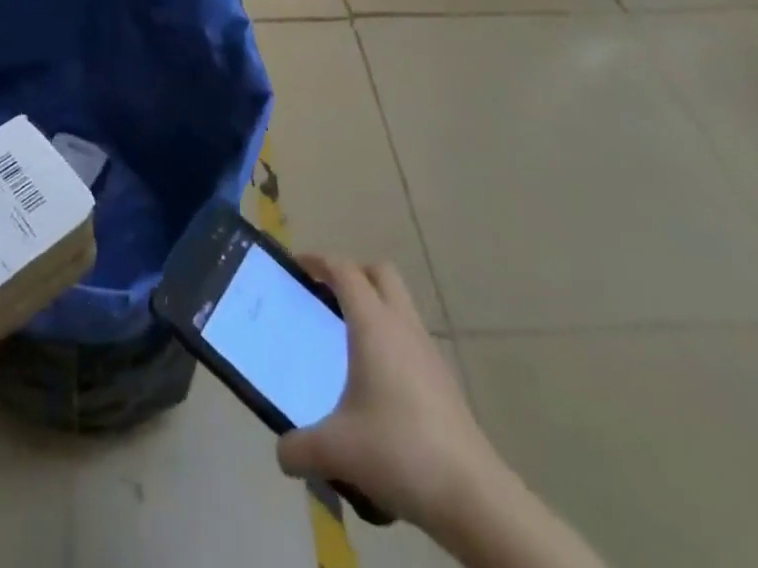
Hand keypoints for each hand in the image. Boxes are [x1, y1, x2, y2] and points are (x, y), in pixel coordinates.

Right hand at [276, 257, 500, 535]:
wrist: (473, 496)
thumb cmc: (398, 452)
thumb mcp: (336, 451)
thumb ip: (299, 448)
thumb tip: (283, 452)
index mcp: (373, 324)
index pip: (345, 271)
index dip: (319, 261)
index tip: (298, 266)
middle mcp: (403, 326)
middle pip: (380, 274)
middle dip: (353, 274)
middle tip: (327, 295)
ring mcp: (429, 352)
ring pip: (400, 305)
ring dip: (375, 308)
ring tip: (349, 340)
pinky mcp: (444, 381)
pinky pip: (411, 339)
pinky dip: (391, 341)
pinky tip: (377, 382)